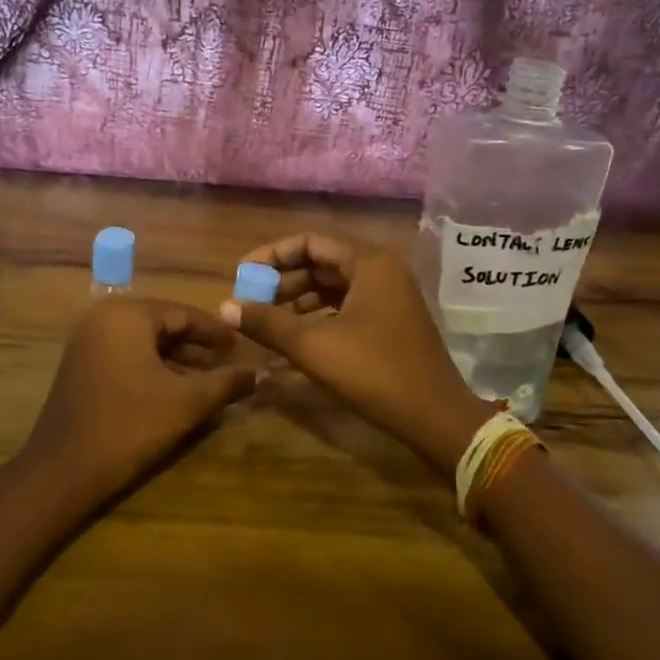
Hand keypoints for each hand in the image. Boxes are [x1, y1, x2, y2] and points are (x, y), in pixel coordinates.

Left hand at [22, 298, 260, 501]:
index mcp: (127, 315)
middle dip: (199, 349)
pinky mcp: (81, 366)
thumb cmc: (129, 426)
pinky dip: (154, 370)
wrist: (63, 471)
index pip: (184, 314)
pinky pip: (128, 357)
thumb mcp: (186, 403)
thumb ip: (226, 382)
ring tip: (212, 382)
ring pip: (146, 344)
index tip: (244, 348)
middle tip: (231, 366)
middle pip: (164, 326)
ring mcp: (88, 342)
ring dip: (179, 362)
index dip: (217, 333)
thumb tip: (261, 372)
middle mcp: (104, 318)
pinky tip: (178, 391)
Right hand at [220, 233, 494, 479]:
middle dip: (283, 280)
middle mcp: (382, 271)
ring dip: (298, 299)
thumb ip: (267, 322)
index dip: (272, 255)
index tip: (242, 275)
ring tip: (266, 321)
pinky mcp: (391, 322)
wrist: (434, 417)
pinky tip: (295, 337)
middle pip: (322, 262)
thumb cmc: (373, 371)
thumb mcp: (313, 346)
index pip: (310, 242)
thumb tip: (225, 307)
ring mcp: (390, 297)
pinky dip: (318, 316)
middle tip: (251, 301)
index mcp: (369, 263)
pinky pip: (346, 306)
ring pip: (334, 286)